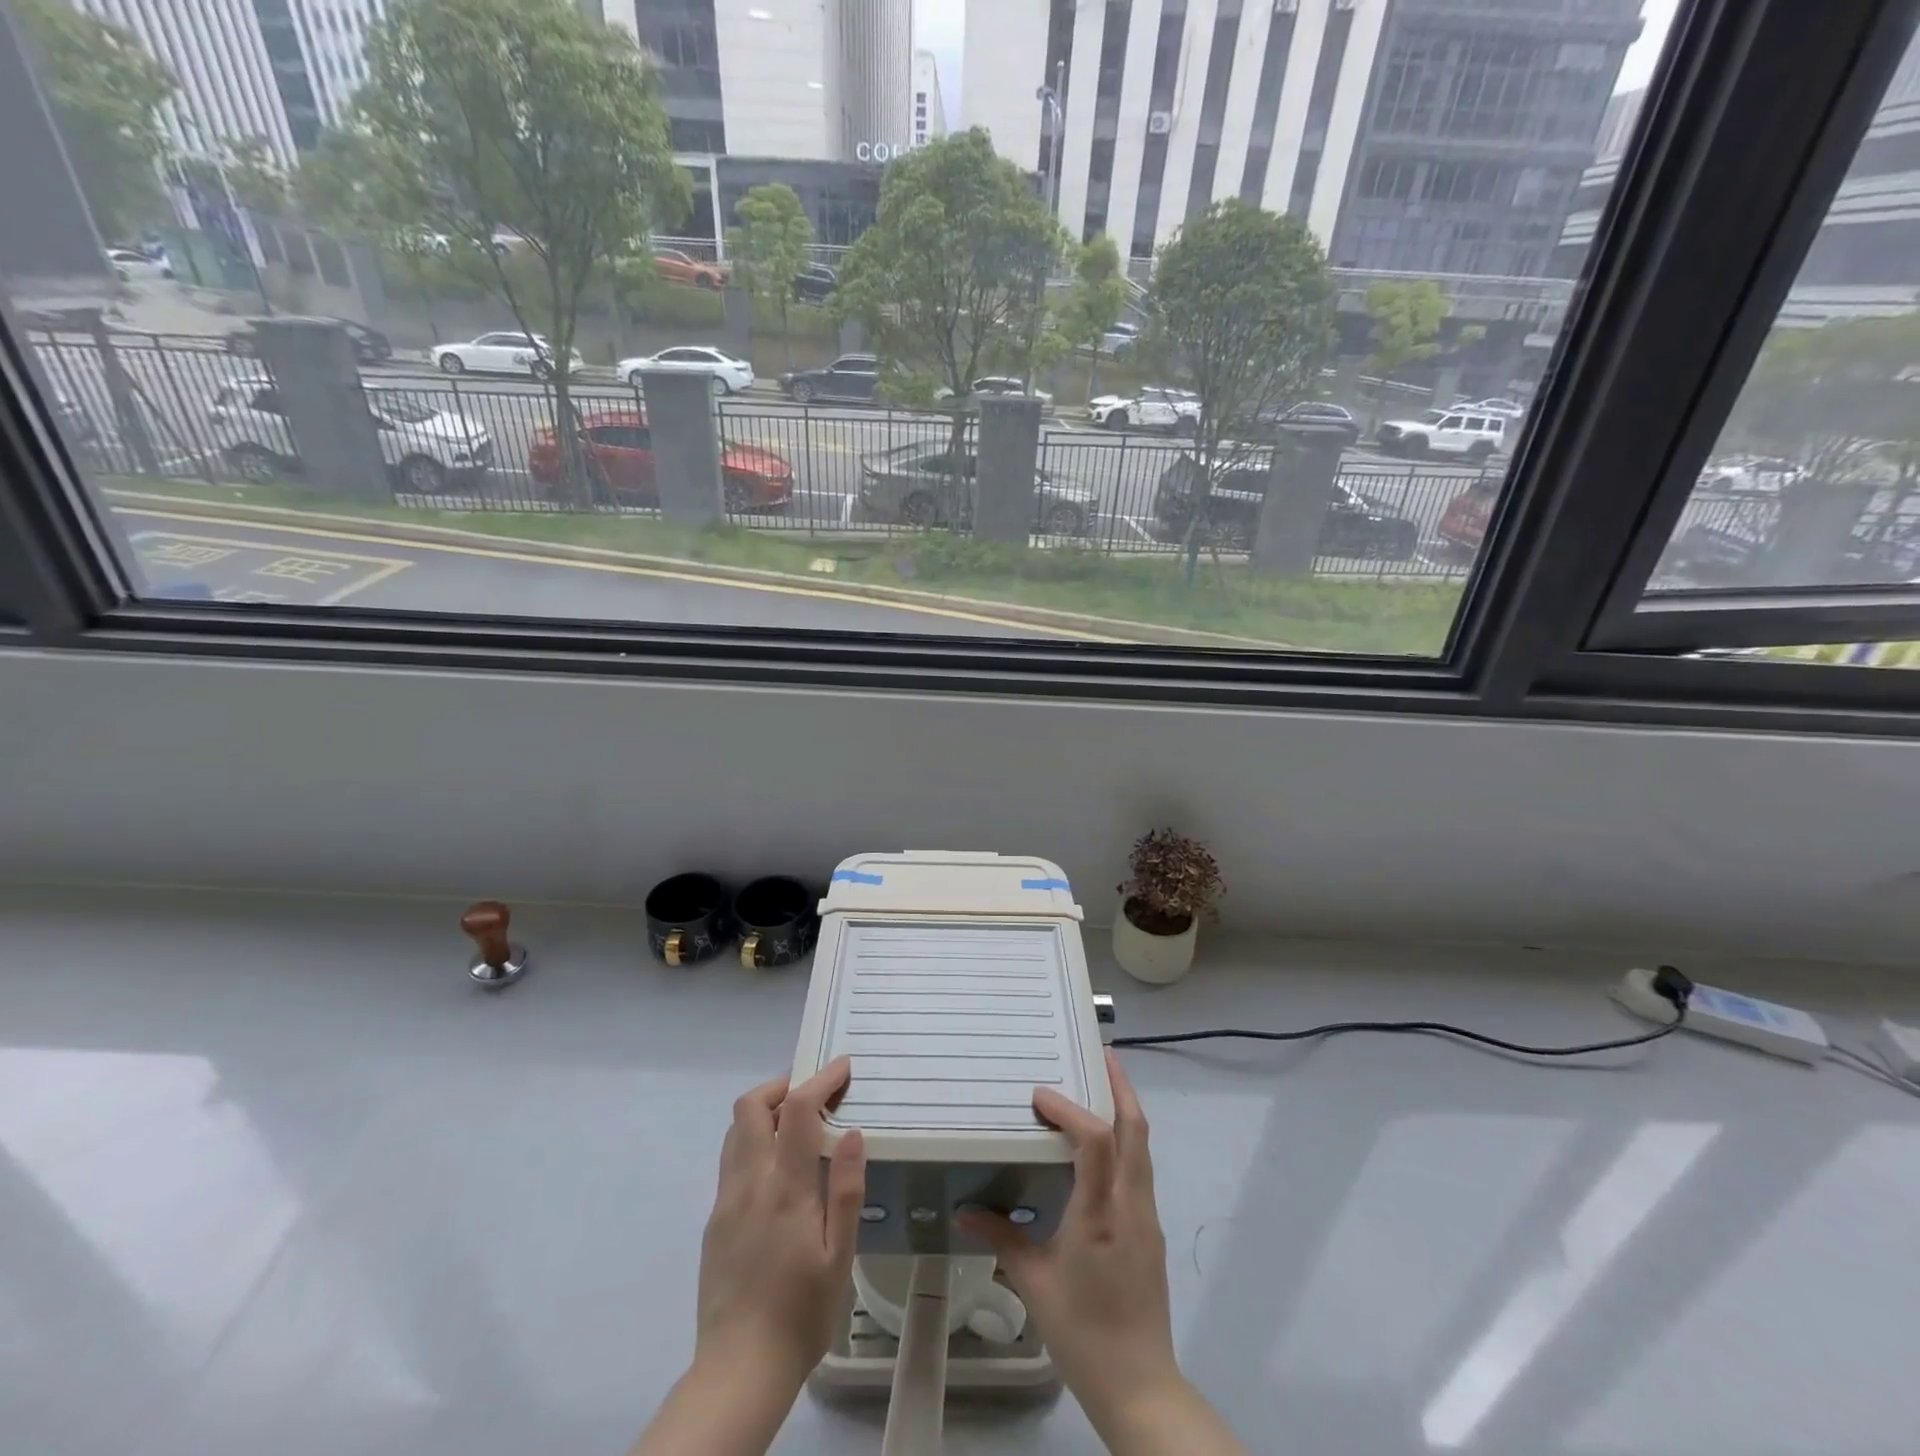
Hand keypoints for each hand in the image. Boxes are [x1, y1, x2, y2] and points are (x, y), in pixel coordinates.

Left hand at [632, 1060, 865, 1455]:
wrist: (738, 1371)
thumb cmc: (802, 1314)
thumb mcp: (840, 1257)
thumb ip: (847, 1190)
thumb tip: (852, 1133)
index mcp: (785, 1190)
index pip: (798, 1112)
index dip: (821, 1080)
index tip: (843, 1067)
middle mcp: (749, 1183)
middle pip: (750, 1106)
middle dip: (783, 1086)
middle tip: (814, 1094)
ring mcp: (725, 1200)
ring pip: (736, 1130)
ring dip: (765, 1111)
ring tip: (797, 1125)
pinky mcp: (715, 1219)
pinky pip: (732, 1159)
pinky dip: (755, 1141)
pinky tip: (778, 1168)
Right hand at [960, 1050, 1178, 1423]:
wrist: (1140, 1386)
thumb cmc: (1082, 1332)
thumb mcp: (1034, 1284)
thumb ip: (1000, 1238)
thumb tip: (962, 1210)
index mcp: (1101, 1214)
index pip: (1095, 1142)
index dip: (1070, 1109)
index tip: (1040, 1095)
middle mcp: (1130, 1205)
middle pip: (1136, 1131)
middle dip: (1120, 1087)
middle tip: (1100, 1055)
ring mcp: (1146, 1217)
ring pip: (1143, 1147)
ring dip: (1126, 1110)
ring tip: (1102, 1086)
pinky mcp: (1150, 1231)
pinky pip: (1140, 1169)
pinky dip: (1125, 1141)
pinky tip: (1103, 1146)